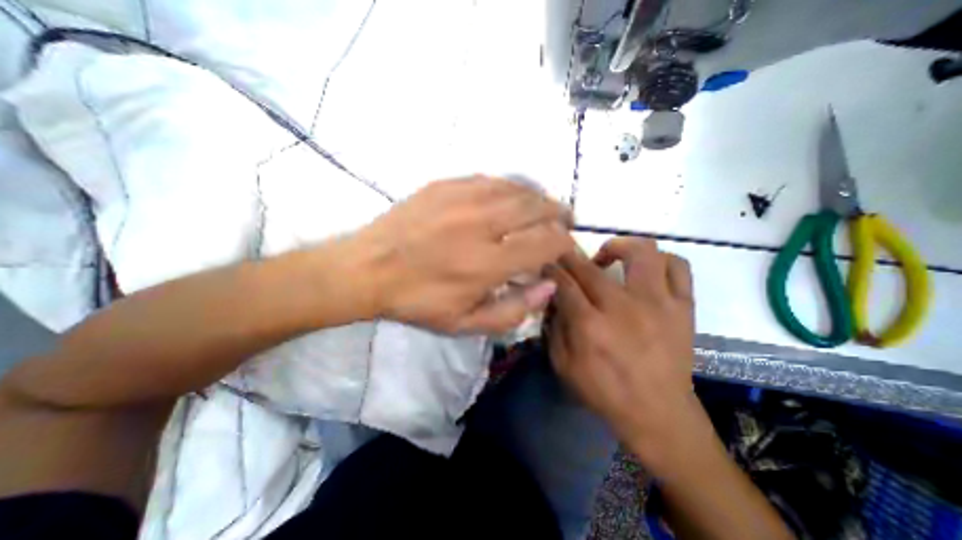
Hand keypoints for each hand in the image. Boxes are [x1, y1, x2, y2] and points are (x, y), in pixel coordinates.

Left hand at [357, 177, 573, 332]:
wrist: (367, 269)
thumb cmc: (417, 301)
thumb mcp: (465, 323)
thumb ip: (513, 310)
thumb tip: (548, 286)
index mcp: (487, 263)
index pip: (545, 243)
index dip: (563, 242)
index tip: (564, 246)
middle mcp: (481, 224)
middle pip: (536, 208)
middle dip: (558, 213)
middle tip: (563, 220)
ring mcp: (461, 198)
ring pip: (516, 188)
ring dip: (537, 197)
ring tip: (543, 206)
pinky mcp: (445, 185)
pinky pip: (490, 180)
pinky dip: (509, 188)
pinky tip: (510, 196)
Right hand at [548, 236, 703, 475]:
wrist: (659, 413)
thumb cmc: (605, 391)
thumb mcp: (563, 365)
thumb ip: (553, 328)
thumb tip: (553, 299)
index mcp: (590, 325)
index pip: (564, 283)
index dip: (551, 270)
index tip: (547, 266)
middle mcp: (623, 307)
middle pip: (590, 266)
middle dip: (570, 257)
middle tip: (567, 260)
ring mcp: (658, 303)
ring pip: (641, 251)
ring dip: (619, 246)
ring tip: (609, 258)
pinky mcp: (683, 307)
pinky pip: (677, 267)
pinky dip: (660, 260)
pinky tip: (646, 270)